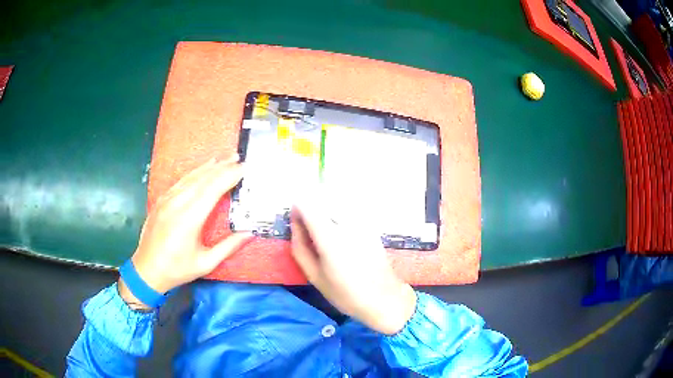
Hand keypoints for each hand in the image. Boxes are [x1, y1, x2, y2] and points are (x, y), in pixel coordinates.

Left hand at [118, 156, 252, 308]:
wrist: (147, 270)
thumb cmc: (177, 270)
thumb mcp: (206, 263)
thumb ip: (228, 247)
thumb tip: (249, 233)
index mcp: (189, 219)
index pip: (212, 190)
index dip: (229, 177)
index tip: (244, 169)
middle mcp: (177, 204)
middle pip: (203, 179)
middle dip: (222, 167)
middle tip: (239, 159)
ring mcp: (167, 200)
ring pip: (191, 177)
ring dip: (210, 167)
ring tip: (226, 158)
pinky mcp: (161, 200)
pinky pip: (181, 181)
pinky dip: (195, 172)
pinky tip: (203, 168)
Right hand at [290, 200, 416, 334]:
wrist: (383, 298)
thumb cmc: (345, 293)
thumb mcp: (314, 276)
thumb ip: (300, 247)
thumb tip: (294, 224)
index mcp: (329, 237)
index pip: (307, 205)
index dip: (297, 208)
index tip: (294, 219)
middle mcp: (346, 223)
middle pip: (322, 201)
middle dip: (311, 208)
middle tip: (309, 230)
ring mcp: (362, 222)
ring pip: (337, 204)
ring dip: (326, 210)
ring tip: (325, 234)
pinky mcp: (371, 226)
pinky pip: (350, 212)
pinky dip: (340, 215)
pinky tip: (342, 236)